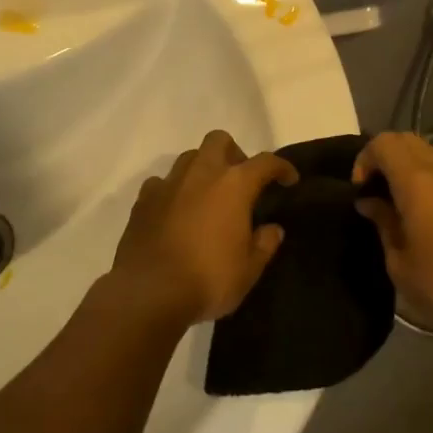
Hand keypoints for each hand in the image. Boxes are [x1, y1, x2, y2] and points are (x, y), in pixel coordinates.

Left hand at [107, 132, 297, 325]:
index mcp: (234, 185)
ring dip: (203, 168)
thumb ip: (264, 244)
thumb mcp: (249, 269)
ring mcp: (168, 183)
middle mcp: (201, 173)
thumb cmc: (209, 279)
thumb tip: (272, 229)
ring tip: (208, 196)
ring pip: (189, 157)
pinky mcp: (143, 200)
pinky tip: (176, 211)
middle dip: (234, 153)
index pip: (265, 162)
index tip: (289, 179)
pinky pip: (162, 182)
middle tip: (240, 182)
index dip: (281, 168)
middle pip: (219, 141)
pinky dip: (173, 190)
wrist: (149, 292)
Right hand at [353, 133, 432, 335]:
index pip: (384, 143)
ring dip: (414, 170)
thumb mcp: (400, 264)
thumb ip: (383, 224)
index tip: (361, 190)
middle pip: (410, 141)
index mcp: (418, 181)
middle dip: (388, 158)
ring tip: (407, 205)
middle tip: (379, 191)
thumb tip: (371, 203)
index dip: (365, 159)